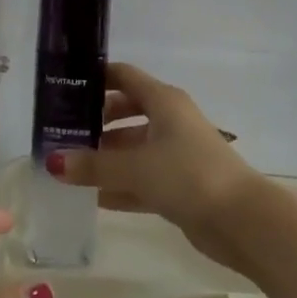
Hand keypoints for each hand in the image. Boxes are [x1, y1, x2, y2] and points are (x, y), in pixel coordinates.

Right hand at [47, 62, 261, 272]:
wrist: (243, 221)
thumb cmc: (188, 175)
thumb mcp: (135, 167)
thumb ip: (92, 165)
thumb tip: (53, 162)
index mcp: (163, 101)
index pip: (123, 76)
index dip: (95, 77)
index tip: (64, 86)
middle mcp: (170, 121)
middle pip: (126, 111)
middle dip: (96, 121)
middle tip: (62, 132)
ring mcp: (177, 154)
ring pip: (133, 148)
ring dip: (106, 157)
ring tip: (69, 167)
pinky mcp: (181, 185)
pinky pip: (142, 179)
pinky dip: (121, 185)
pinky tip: (93, 198)